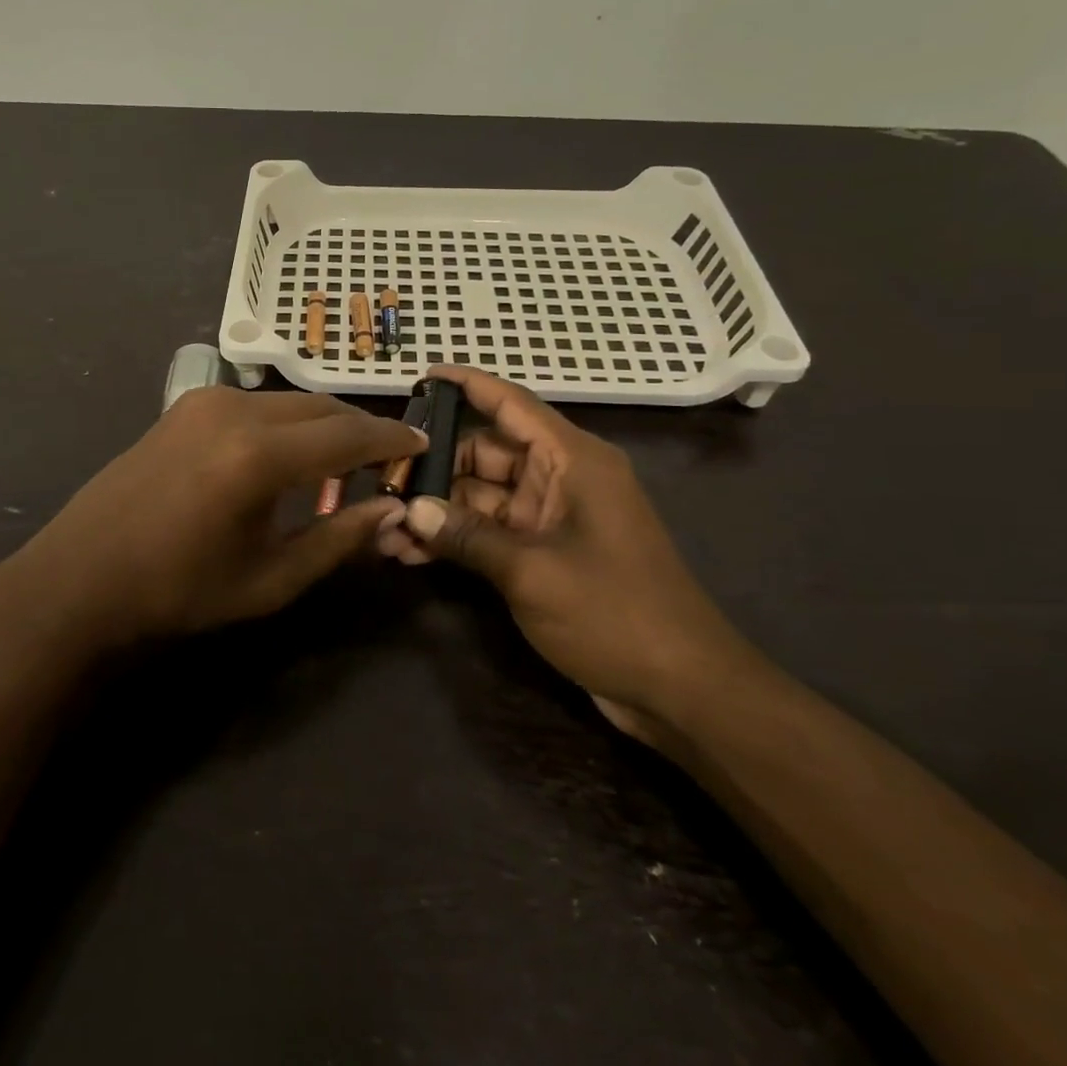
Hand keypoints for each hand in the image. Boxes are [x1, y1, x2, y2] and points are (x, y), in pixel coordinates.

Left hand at [0, 386, 425, 649]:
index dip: (391, 444)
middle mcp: (236, 411)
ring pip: (291, 402)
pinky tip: (289, 461)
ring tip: (340, 470)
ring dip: (324, 428)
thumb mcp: (269, 580)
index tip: (422, 448)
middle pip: (323, 408)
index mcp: (258, 456)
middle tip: (386, 465)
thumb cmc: (177, 592)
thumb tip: (393, 514)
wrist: (80, 577)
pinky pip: (258, 405)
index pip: (348, 436)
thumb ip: (337, 541)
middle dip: (361, 432)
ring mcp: (206, 401)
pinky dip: (288, 424)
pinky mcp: (186, 405)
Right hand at [380, 367, 757, 738]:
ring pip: (482, 496)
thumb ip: (467, 536)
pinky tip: (413, 555)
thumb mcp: (532, 572)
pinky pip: (491, 530)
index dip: (466, 385)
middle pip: (486, 453)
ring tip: (385, 531)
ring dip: (438, 512)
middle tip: (383, 485)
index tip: (421, 377)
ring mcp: (553, 516)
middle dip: (434, 470)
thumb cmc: (615, 613)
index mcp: (572, 461)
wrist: (683, 688)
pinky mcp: (546, 551)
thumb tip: (409, 508)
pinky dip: (458, 538)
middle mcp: (561, 478)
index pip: (511, 404)